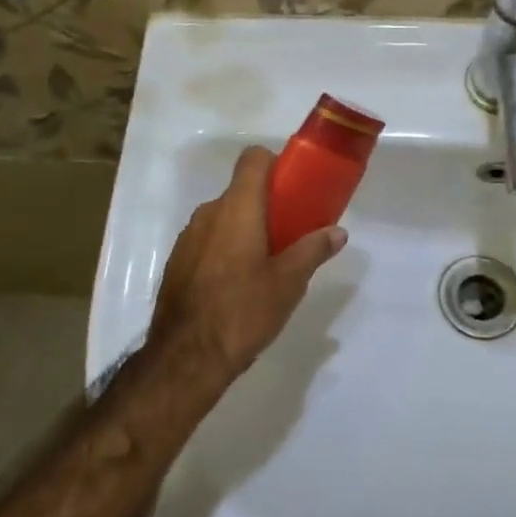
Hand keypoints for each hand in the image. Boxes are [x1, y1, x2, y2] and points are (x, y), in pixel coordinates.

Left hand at [146, 146, 347, 390]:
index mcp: (237, 208)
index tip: (292, 186)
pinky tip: (237, 283)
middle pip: (240, 191)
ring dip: (244, 228)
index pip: (252, 159)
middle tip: (289, 233)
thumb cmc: (243, 311)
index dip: (274, 164)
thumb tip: (338, 232)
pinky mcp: (177, 261)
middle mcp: (208, 213)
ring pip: (223, 217)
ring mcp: (188, 237)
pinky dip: (224, 248)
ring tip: (265, 263)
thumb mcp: (288, 283)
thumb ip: (313, 250)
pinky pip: (207, 240)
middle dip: (265, 205)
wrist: (186, 357)